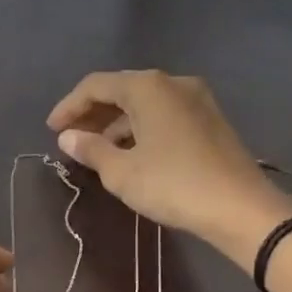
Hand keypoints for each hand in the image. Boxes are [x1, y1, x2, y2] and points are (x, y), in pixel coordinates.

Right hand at [47, 70, 291, 261]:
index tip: (51, 130)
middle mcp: (173, 83)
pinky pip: (164, 115)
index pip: (95, 86)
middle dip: (92, 113)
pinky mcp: (210, 120)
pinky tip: (130, 152)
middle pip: (121, 89)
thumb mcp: (122, 172)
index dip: (69, 106)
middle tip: (71, 138)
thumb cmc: (174, 185)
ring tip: (96, 150)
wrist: (240, 208)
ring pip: (144, 103)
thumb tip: (68, 137)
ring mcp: (196, 99)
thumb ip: (91, 150)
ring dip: (116, 123)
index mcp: (147, 87)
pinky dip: (140, 128)